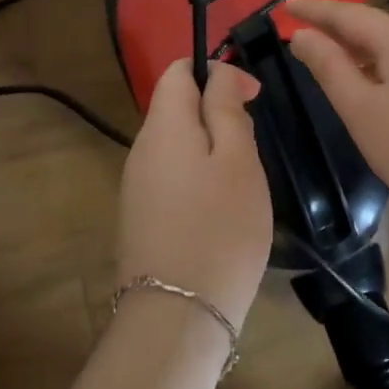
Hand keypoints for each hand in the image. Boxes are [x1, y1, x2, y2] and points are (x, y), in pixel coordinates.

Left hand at [116, 59, 272, 331]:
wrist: (177, 318)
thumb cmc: (219, 227)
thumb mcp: (237, 159)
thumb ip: (226, 107)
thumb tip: (219, 74)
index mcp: (163, 124)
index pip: (178, 70)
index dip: (216, 71)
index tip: (252, 97)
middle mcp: (141, 148)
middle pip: (176, 106)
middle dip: (216, 112)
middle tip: (251, 147)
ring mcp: (136, 185)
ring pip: (177, 143)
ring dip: (210, 147)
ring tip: (241, 182)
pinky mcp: (140, 217)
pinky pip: (171, 175)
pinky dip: (198, 176)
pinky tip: (219, 210)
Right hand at [286, 0, 388, 233]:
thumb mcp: (361, 110)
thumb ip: (329, 67)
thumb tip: (304, 35)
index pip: (347, 14)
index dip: (313, 9)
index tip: (285, 5)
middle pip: (375, 27)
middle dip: (339, 31)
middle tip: (305, 37)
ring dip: (364, 53)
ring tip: (337, 64)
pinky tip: (381, 90)